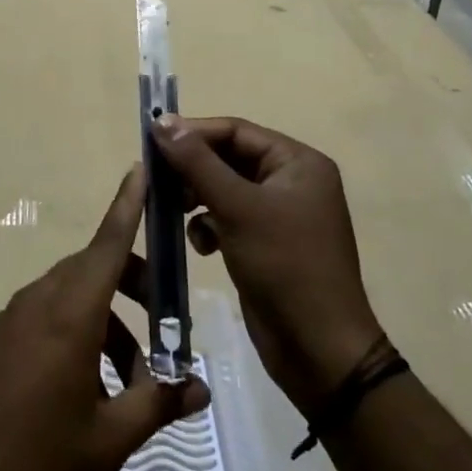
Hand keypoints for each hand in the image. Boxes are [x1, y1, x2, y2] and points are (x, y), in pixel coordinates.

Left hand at [0, 166, 210, 470]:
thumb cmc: (35, 462)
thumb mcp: (108, 440)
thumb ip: (157, 403)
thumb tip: (200, 387)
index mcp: (69, 313)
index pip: (108, 243)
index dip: (128, 205)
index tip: (141, 168)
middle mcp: (38, 302)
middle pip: (95, 270)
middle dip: (134, 287)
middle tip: (166, 328)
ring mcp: (10, 319)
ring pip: (71, 297)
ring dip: (107, 322)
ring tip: (129, 383)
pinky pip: (45, 317)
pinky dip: (77, 334)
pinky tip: (85, 389)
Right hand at [152, 115, 389, 412]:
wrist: (318, 350)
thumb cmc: (284, 266)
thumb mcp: (238, 208)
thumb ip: (197, 162)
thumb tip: (162, 120)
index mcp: (298, 163)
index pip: (236, 131)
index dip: (193, 133)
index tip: (152, 142)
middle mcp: (292, 181)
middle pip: (229, 158)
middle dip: (193, 170)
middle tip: (157, 181)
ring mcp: (280, 214)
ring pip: (224, 189)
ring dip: (197, 198)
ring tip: (175, 212)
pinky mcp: (266, 243)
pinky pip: (228, 218)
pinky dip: (209, 225)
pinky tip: (202, 245)